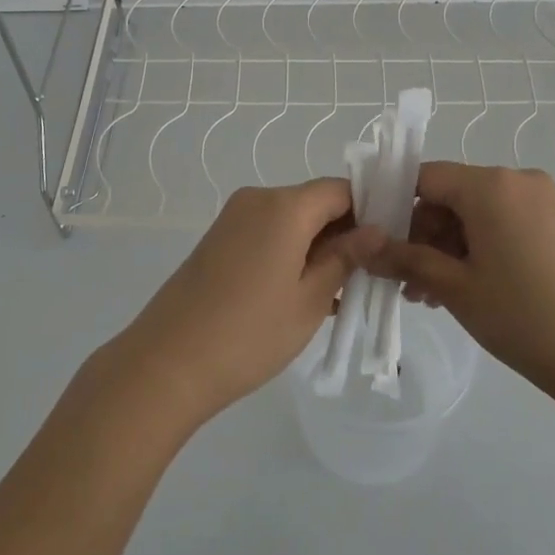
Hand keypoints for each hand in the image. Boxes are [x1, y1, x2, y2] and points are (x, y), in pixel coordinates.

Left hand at [109, 179, 361, 427]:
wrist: (167, 364)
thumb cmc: (249, 333)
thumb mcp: (310, 299)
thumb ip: (346, 258)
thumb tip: (376, 230)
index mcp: (284, 205)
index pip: (341, 189)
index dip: (369, 210)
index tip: (388, 245)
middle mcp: (258, 199)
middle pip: (315, 202)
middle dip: (344, 232)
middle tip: (368, 275)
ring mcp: (234, 218)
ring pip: (292, 220)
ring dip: (318, 246)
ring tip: (340, 292)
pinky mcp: (219, 239)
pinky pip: (268, 233)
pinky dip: (291, 253)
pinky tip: (305, 293)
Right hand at [356, 163, 554, 409]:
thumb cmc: (524, 317)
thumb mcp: (455, 288)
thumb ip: (405, 259)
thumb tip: (363, 247)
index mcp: (491, 185)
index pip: (425, 177)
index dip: (395, 205)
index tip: (378, 241)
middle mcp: (517, 180)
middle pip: (451, 195)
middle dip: (422, 235)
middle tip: (406, 281)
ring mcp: (541, 201)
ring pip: (475, 213)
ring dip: (447, 247)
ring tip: (430, 295)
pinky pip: (501, 223)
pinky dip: (478, 248)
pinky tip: (463, 287)